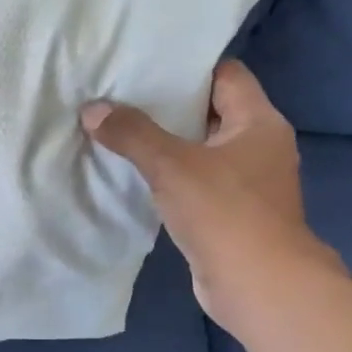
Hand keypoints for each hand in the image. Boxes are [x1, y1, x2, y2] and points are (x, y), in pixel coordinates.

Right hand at [82, 60, 340, 332]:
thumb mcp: (172, 166)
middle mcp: (259, 146)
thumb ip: (132, 134)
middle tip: (120, 96)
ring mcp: (247, 183)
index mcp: (259, 122)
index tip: (146, 65)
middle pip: (210, 111)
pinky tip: (136, 176)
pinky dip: (170, 176)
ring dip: (166, 144)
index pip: (226, 75)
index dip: (188, 67)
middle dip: (168, 105)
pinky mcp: (231, 213)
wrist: (258, 286)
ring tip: (119, 130)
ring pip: (201, 149)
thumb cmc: (225, 213)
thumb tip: (92, 109)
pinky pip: (196, 182)